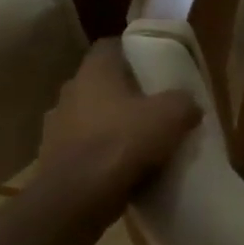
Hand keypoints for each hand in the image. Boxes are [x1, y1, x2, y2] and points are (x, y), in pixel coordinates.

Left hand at [37, 40, 200, 205]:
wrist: (77, 198)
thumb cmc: (123, 143)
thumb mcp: (171, 116)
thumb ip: (184, 102)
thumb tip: (190, 105)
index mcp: (94, 72)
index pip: (110, 46)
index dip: (133, 52)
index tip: (154, 65)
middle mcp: (69, 92)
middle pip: (101, 83)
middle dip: (125, 92)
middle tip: (154, 105)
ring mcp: (56, 127)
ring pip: (91, 117)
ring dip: (111, 125)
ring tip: (140, 141)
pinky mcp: (53, 159)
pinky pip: (84, 148)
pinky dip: (101, 154)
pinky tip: (123, 168)